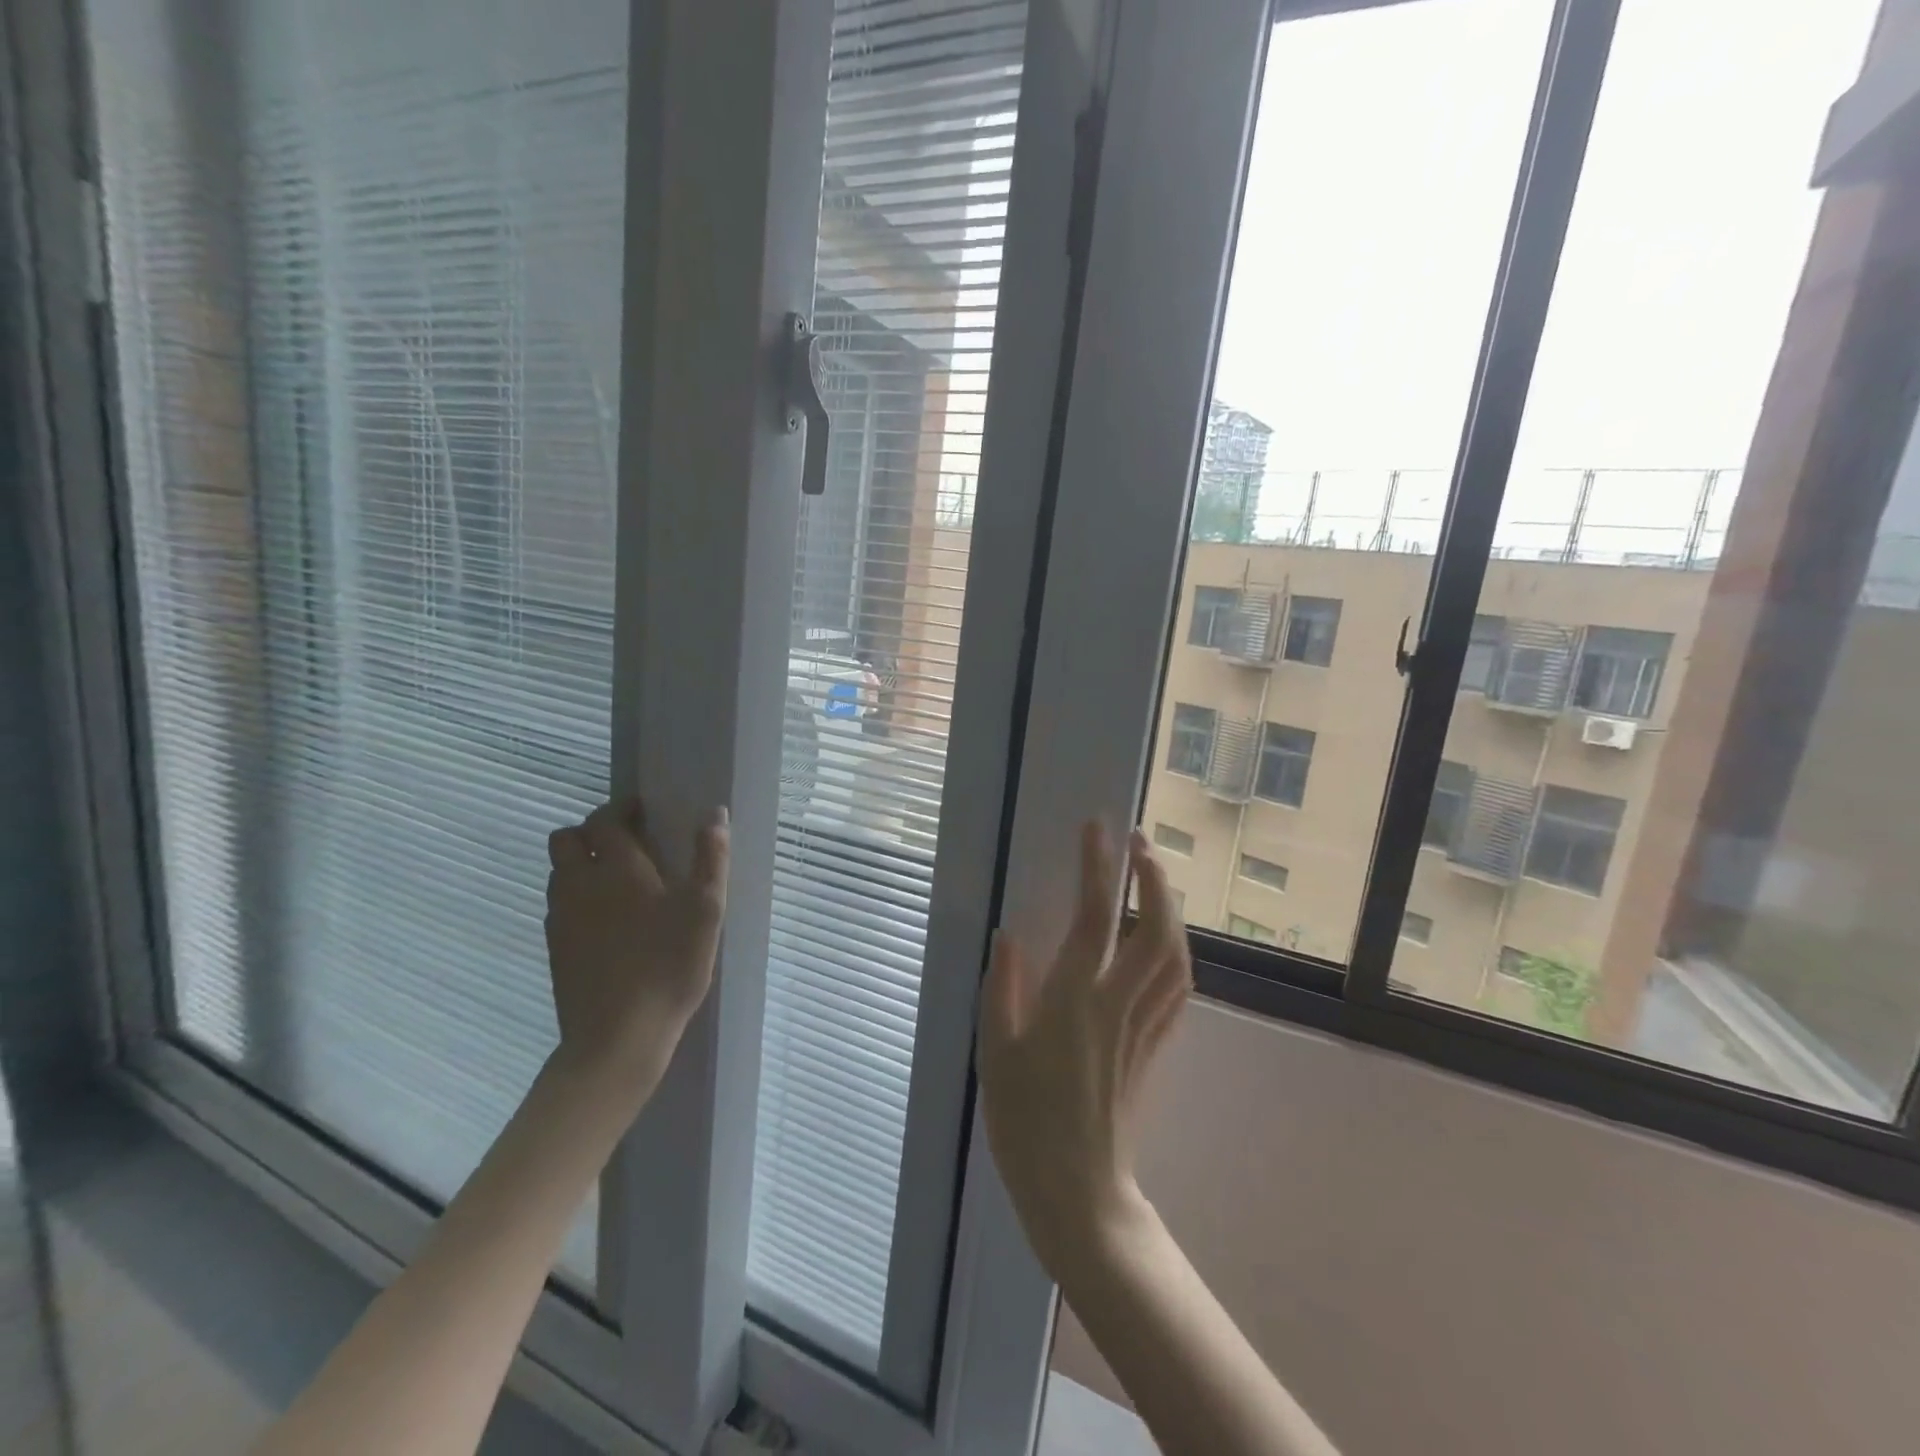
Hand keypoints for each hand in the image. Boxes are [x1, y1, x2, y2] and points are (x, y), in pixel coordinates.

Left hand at [545, 798, 729, 1102]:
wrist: (616, 1039)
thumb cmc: (668, 967)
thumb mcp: (705, 911)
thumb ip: (710, 859)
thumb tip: (714, 814)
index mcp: (616, 868)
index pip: (604, 819)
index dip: (622, 808)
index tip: (645, 811)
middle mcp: (578, 884)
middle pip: (566, 838)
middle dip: (593, 831)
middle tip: (629, 842)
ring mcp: (561, 918)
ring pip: (559, 871)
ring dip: (583, 862)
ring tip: (621, 879)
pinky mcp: (556, 948)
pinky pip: (561, 903)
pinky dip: (579, 895)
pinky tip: (610, 920)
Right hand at [979, 822, 1191, 1276]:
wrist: (1078, 1192)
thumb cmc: (1024, 1122)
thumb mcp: (994, 1053)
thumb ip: (1001, 989)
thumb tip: (1009, 935)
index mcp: (1072, 1001)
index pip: (1093, 918)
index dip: (1097, 868)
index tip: (1098, 828)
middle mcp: (1116, 1004)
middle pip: (1154, 929)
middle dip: (1152, 877)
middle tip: (1139, 841)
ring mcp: (1143, 1026)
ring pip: (1175, 956)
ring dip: (1171, 908)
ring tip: (1156, 877)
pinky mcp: (1155, 1047)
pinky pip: (1178, 989)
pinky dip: (1178, 952)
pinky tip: (1168, 938)